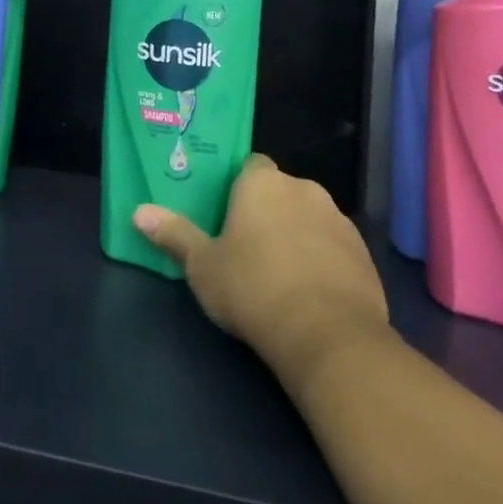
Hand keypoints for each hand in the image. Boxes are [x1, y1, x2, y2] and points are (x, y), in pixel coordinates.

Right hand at [133, 155, 388, 385]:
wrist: (329, 337)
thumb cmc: (254, 288)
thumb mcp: (202, 266)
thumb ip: (174, 234)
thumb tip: (138, 212)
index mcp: (262, 183)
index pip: (250, 166)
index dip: (239, 188)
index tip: (227, 214)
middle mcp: (303, 189)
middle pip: (280, 192)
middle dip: (268, 212)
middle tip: (247, 246)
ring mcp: (339, 221)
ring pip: (310, 218)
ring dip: (297, 235)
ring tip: (279, 273)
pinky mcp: (364, 254)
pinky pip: (334, 248)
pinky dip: (323, 261)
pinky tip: (309, 293)